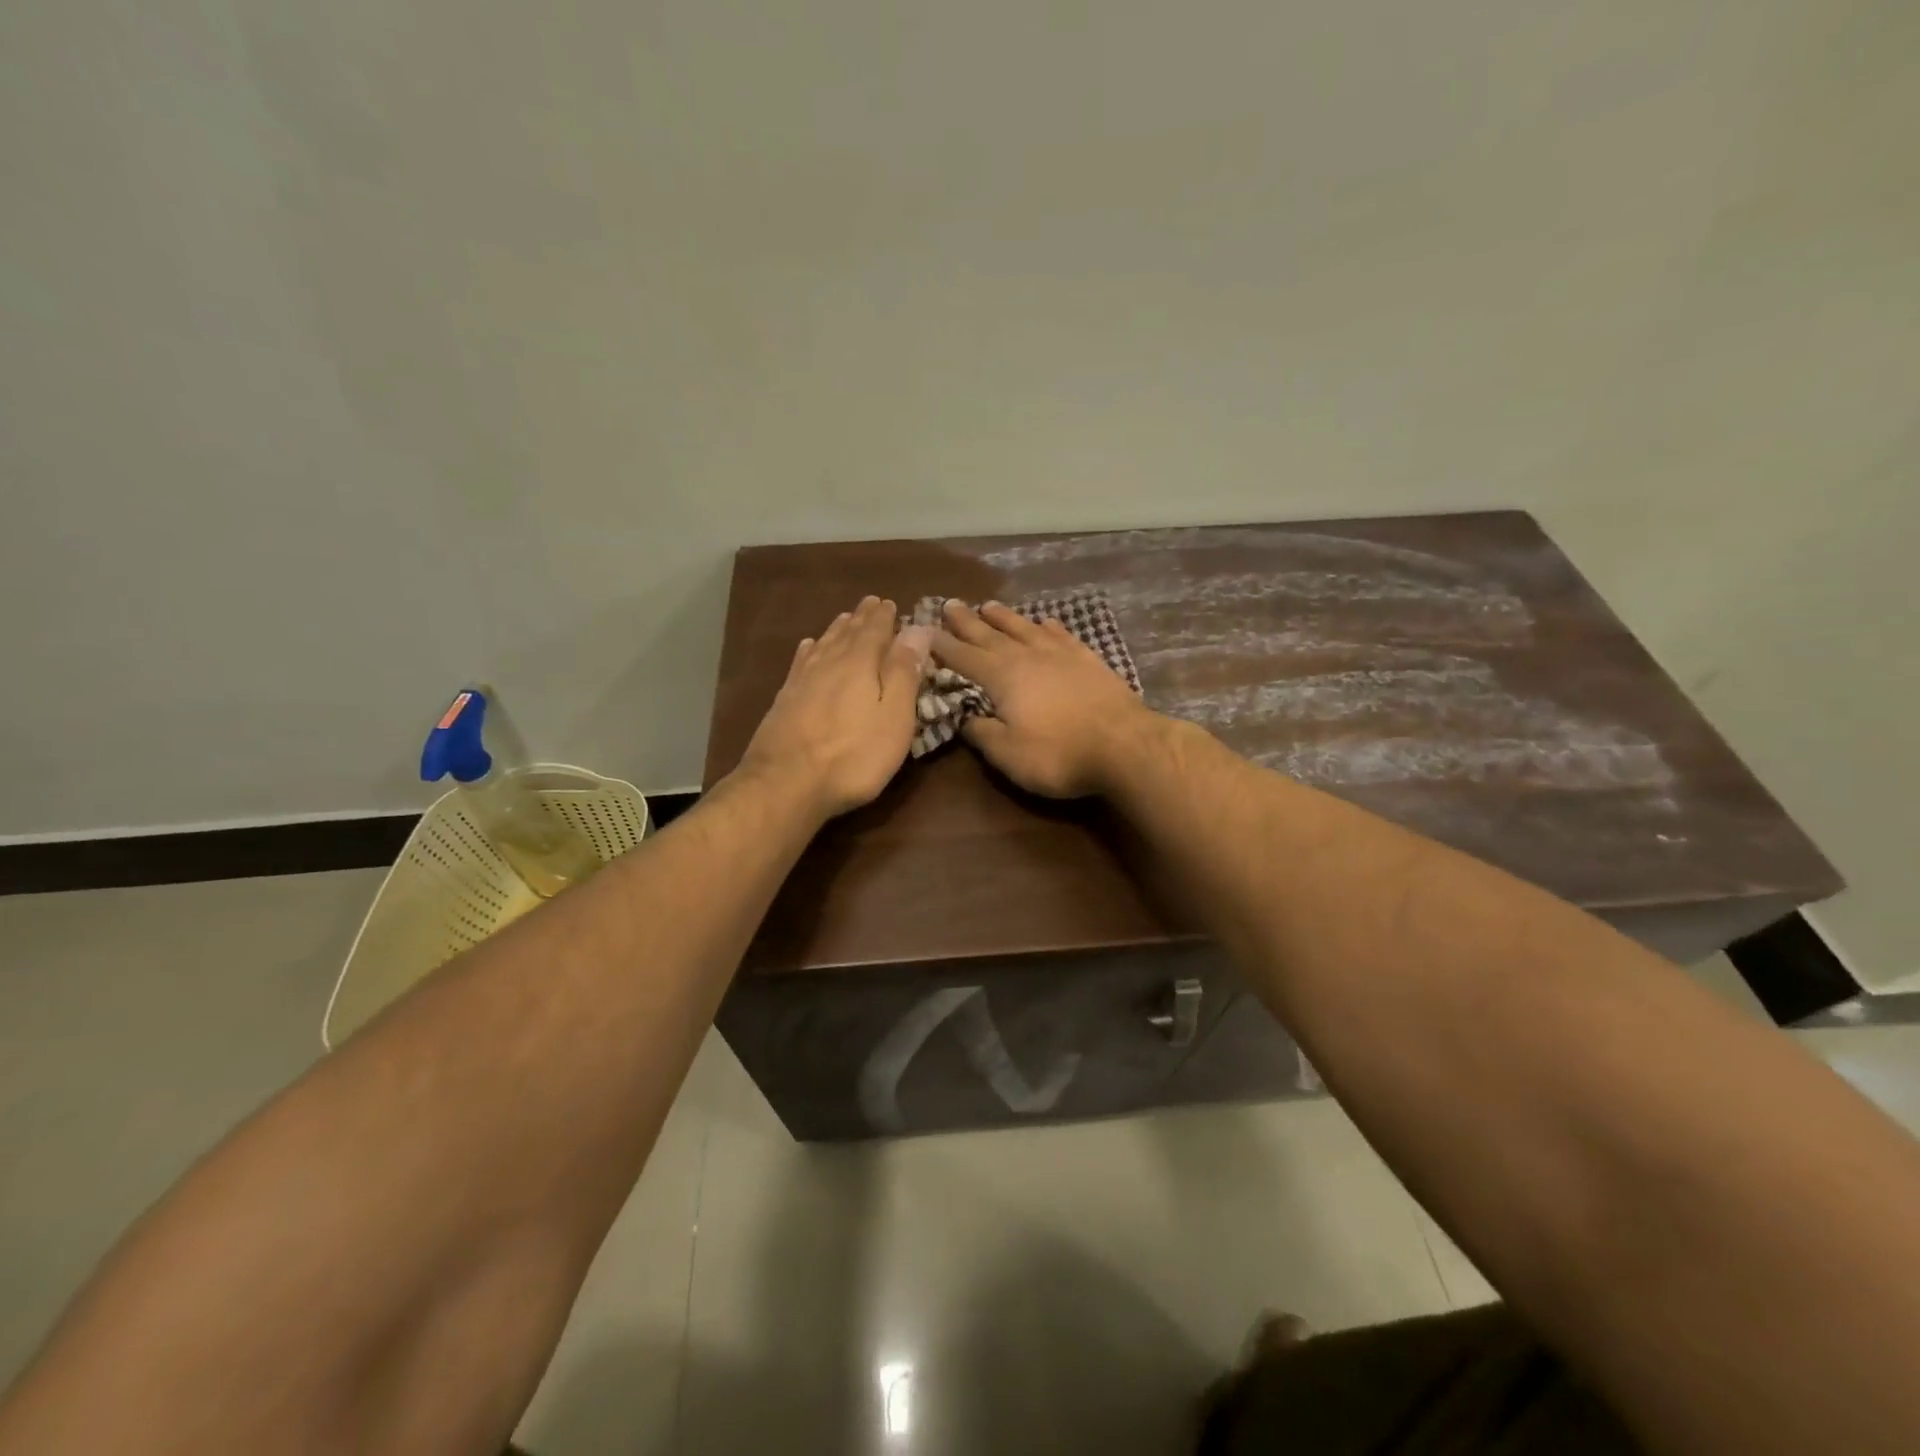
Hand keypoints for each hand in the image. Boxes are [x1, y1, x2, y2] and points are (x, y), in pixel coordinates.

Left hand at [738, 596, 930, 819]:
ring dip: (837, 629)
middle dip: (862, 618)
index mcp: (860, 664)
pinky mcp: (784, 700)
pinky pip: (801, 663)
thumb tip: (917, 630)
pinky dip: (809, 650)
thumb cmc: (853, 755)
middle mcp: (829, 663)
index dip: (885, 617)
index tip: (891, 603)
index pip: (875, 631)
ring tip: (846, 618)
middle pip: (848, 633)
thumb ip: (904, 673)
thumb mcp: (894, 717)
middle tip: (871, 603)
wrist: (786, 783)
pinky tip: (808, 647)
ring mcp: (802, 680)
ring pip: (824, 644)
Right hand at [932, 600, 1155, 797]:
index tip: (926, 632)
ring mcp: (1060, 654)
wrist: (1125, 745)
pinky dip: (1048, 626)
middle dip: (967, 622)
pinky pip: (1061, 635)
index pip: (963, 657)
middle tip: (950, 604)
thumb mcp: (1008, 754)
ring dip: (1004, 617)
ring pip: (1024, 628)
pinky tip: (1044, 621)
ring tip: (988, 606)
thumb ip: (981, 734)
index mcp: (1002, 677)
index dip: (943, 646)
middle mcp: (1027, 656)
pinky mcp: (1088, 660)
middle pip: (989, 634)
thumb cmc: (1059, 754)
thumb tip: (965, 718)